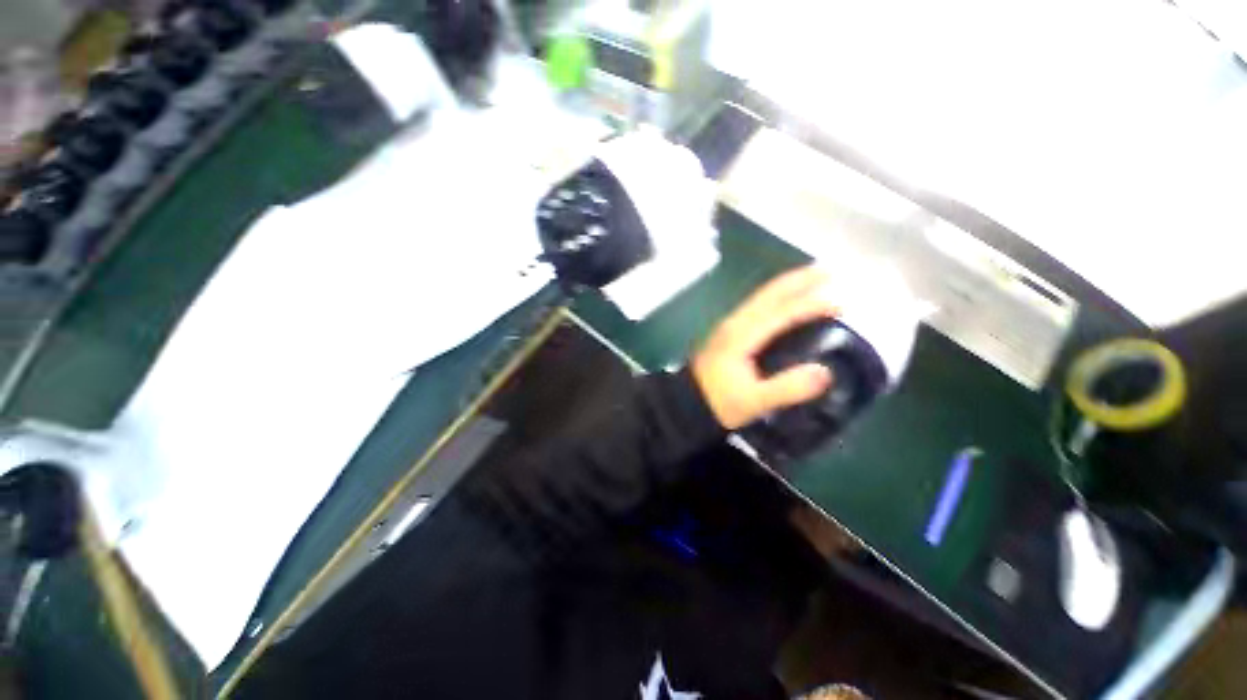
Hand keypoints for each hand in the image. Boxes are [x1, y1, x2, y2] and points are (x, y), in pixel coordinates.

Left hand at [692, 266, 836, 429]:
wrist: (685, 402)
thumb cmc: (718, 402)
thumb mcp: (753, 401)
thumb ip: (787, 388)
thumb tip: (824, 372)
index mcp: (741, 336)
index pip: (780, 312)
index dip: (810, 304)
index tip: (841, 302)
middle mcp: (735, 323)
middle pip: (768, 294)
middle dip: (798, 280)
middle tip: (829, 271)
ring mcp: (729, 325)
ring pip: (761, 297)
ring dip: (787, 285)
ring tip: (814, 278)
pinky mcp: (728, 331)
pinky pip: (757, 305)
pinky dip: (776, 296)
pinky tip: (786, 301)